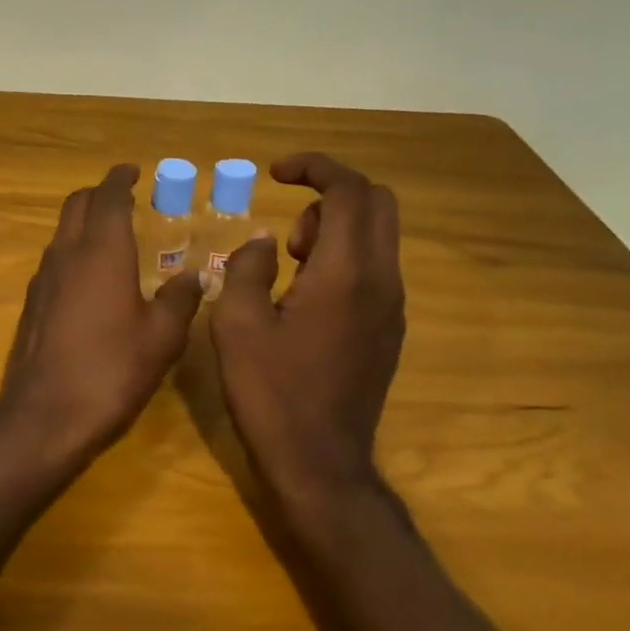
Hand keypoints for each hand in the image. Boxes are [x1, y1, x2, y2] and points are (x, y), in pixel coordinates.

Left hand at [0, 164, 203, 475]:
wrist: (44, 417)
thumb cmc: (111, 371)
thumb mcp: (161, 337)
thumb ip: (180, 299)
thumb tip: (196, 275)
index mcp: (101, 251)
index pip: (107, 196)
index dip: (120, 178)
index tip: (133, 171)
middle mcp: (66, 255)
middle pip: (76, 205)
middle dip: (99, 194)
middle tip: (126, 198)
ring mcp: (42, 280)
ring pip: (62, 232)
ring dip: (84, 222)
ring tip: (113, 235)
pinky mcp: (31, 305)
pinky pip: (54, 260)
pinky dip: (73, 251)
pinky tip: (92, 278)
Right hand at [209, 153, 405, 503]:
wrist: (319, 463)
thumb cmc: (271, 392)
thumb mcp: (237, 324)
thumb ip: (249, 267)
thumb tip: (266, 242)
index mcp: (346, 273)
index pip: (349, 190)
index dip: (314, 167)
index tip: (276, 172)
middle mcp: (382, 281)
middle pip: (377, 203)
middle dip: (330, 194)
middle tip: (287, 229)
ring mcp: (392, 307)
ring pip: (378, 236)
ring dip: (335, 229)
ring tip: (288, 265)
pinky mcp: (389, 330)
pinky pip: (375, 269)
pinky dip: (343, 258)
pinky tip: (304, 297)